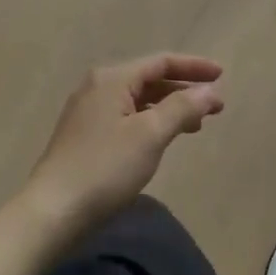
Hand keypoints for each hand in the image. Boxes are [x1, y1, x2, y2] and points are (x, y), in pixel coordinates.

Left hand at [23, 54, 224, 233]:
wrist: (53, 212)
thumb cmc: (105, 168)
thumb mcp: (150, 135)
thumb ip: (182, 108)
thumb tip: (210, 91)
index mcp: (112, 79)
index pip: (161, 62)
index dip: (194, 67)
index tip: (222, 75)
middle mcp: (98, 88)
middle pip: (149, 79)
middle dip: (184, 90)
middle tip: (215, 107)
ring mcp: (88, 112)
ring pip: (138, 101)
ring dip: (169, 108)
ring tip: (196, 126)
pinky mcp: (85, 136)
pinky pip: (127, 117)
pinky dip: (151, 122)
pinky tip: (163, 139)